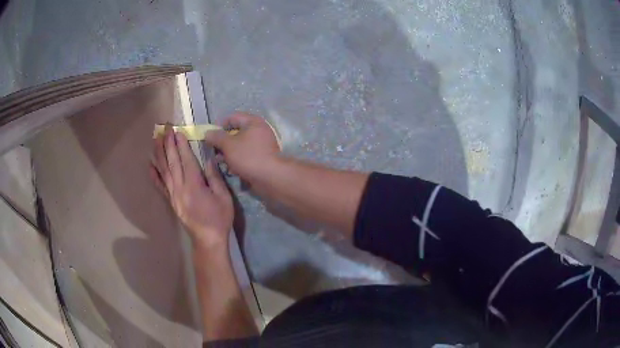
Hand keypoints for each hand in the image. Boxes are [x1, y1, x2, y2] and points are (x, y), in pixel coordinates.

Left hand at [151, 126, 232, 247]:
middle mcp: (180, 187)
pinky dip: (154, 175)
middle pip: (172, 162)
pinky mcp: (171, 202)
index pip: (186, 159)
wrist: (208, 240)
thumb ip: (215, 178)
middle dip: (168, 144)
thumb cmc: (219, 219)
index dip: (181, 144)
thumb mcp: (224, 198)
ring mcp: (173, 195)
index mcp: (194, 185)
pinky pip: (160, 186)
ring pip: (163, 170)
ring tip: (155, 139)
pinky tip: (149, 165)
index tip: (177, 131)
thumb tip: (208, 160)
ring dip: (159, 153)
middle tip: (165, 129)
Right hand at [203, 113, 280, 182]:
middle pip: (236, 132)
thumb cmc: (248, 156)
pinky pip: (246, 156)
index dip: (219, 125)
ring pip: (240, 146)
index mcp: (253, 122)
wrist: (270, 177)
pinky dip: (237, 160)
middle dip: (222, 142)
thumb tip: (207, 132)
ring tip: (219, 161)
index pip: (232, 117)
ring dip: (228, 153)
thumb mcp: (228, 145)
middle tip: (213, 150)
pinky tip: (230, 169)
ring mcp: (262, 146)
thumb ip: (216, 137)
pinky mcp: (262, 159)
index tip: (209, 136)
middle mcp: (259, 131)